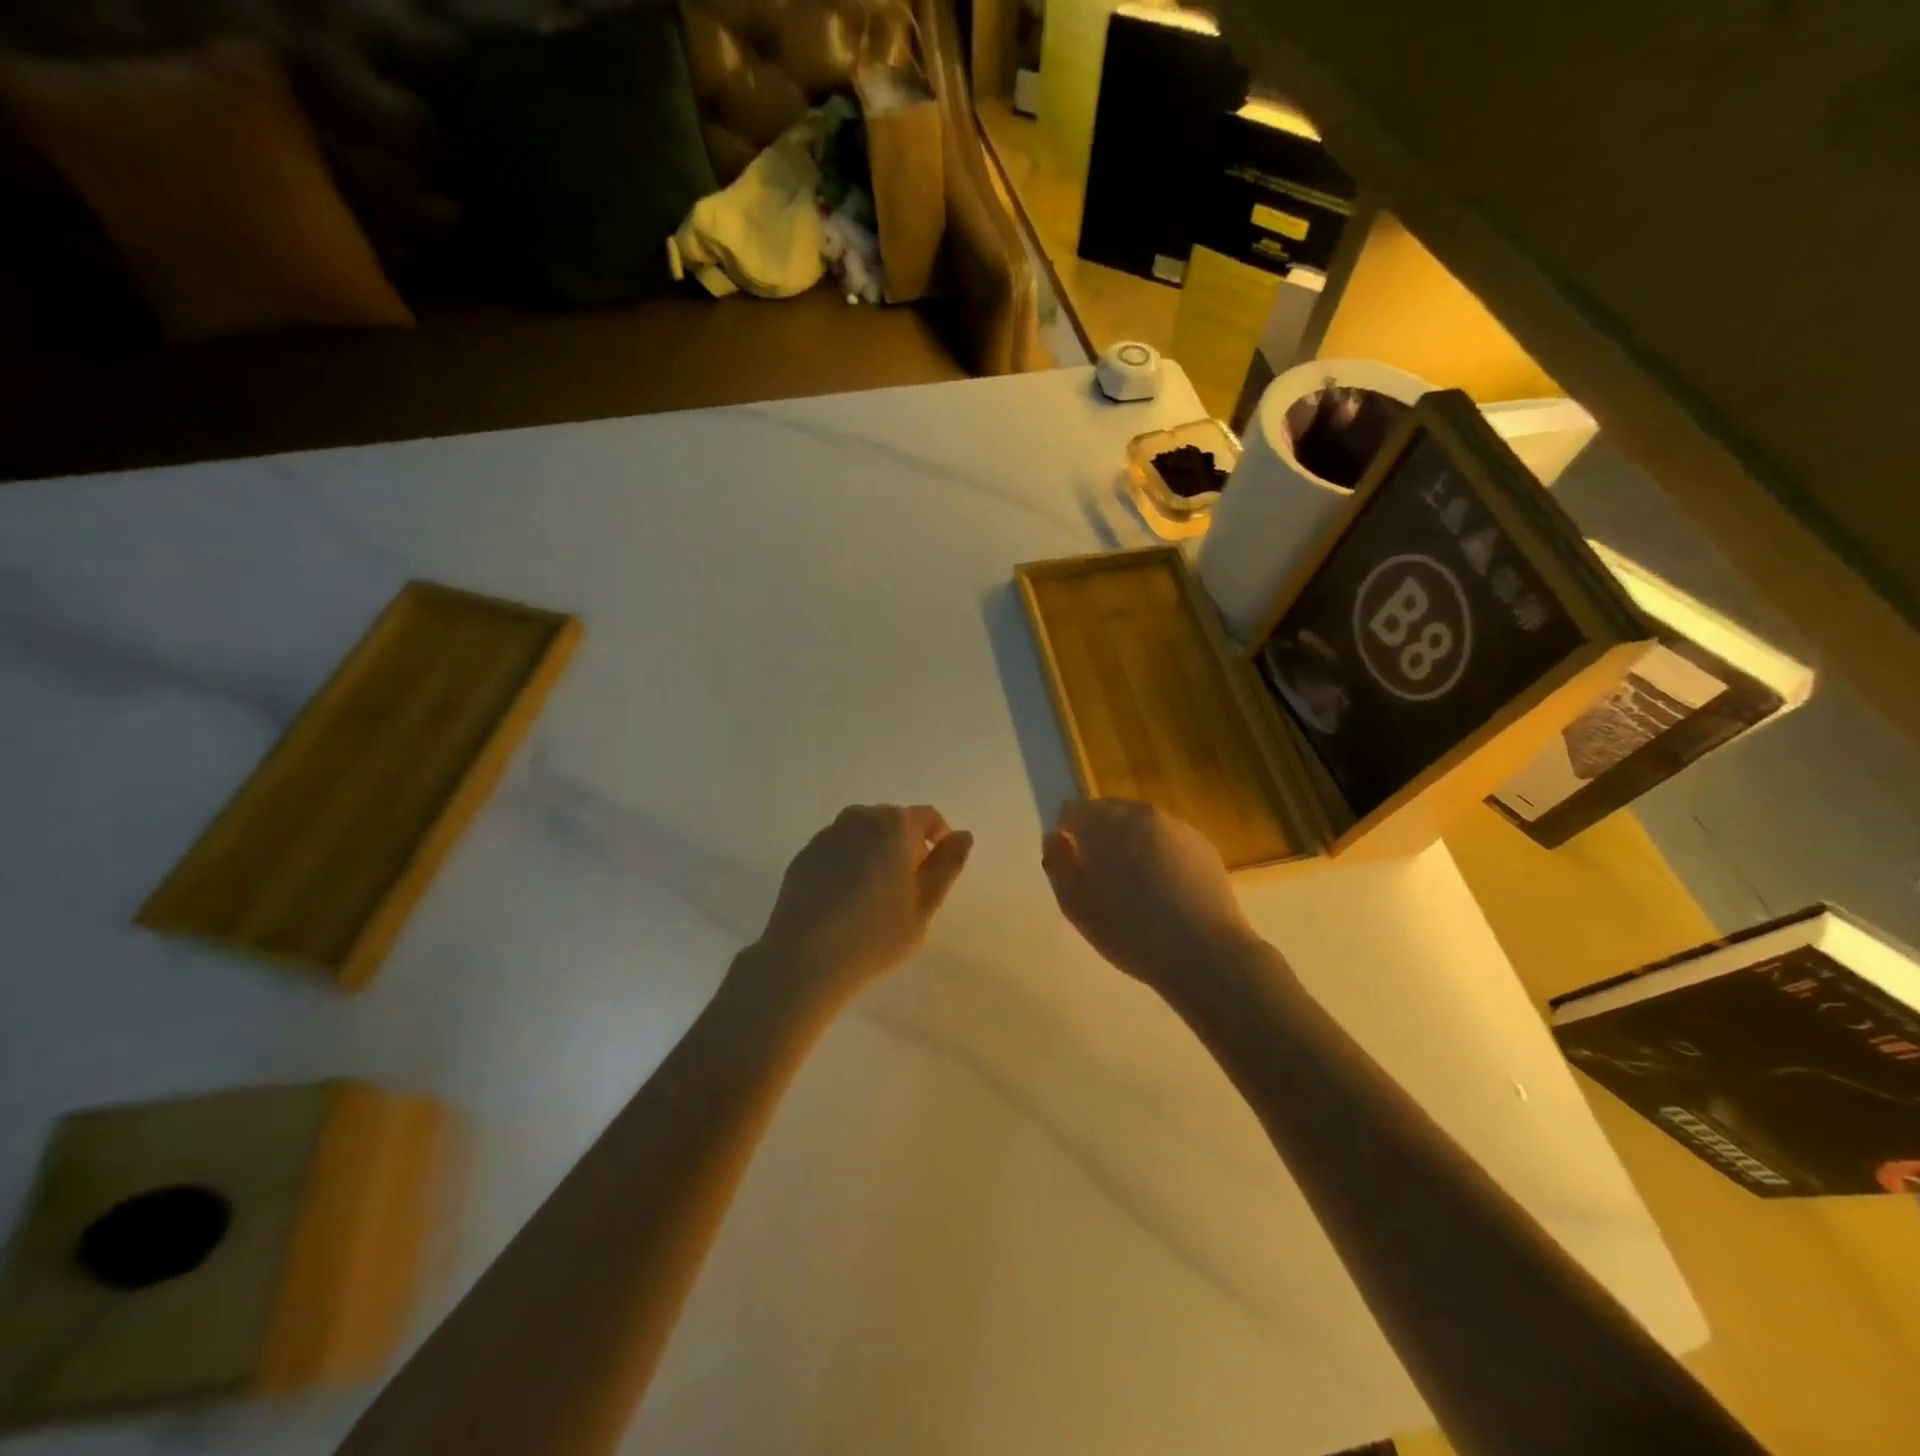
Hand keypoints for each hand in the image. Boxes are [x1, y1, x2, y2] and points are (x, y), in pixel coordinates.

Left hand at [748, 804, 973, 1004]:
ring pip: (863, 834)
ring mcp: (827, 836)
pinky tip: (845, 900)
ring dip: (875, 852)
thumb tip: (963, 835)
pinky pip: (838, 850)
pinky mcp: (804, 856)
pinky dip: (848, 864)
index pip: (927, 817)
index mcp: (894, 825)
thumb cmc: (876, 933)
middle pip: (893, 822)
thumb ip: (947, 865)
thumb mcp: (925, 904)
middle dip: (906, 845)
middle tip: (909, 888)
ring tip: (876, 894)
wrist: (805, 957)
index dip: (939, 839)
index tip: (937, 870)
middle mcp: (859, 819)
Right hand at [1041, 800, 1262, 1000]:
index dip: (1067, 837)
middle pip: (1106, 813)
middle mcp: (1138, 813)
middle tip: (1103, 880)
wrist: (1204, 951)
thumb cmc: (1129, 930)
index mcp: (1102, 823)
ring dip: (1130, 844)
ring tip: (1137, 887)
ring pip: (1139, 825)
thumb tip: (1055, 837)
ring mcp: (1174, 825)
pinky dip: (1159, 854)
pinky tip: (1166, 890)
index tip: (1074, 869)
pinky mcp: (1201, 843)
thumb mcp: (1075, 905)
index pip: (1071, 812)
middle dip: (1099, 837)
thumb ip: (1057, 863)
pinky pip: (1166, 840)